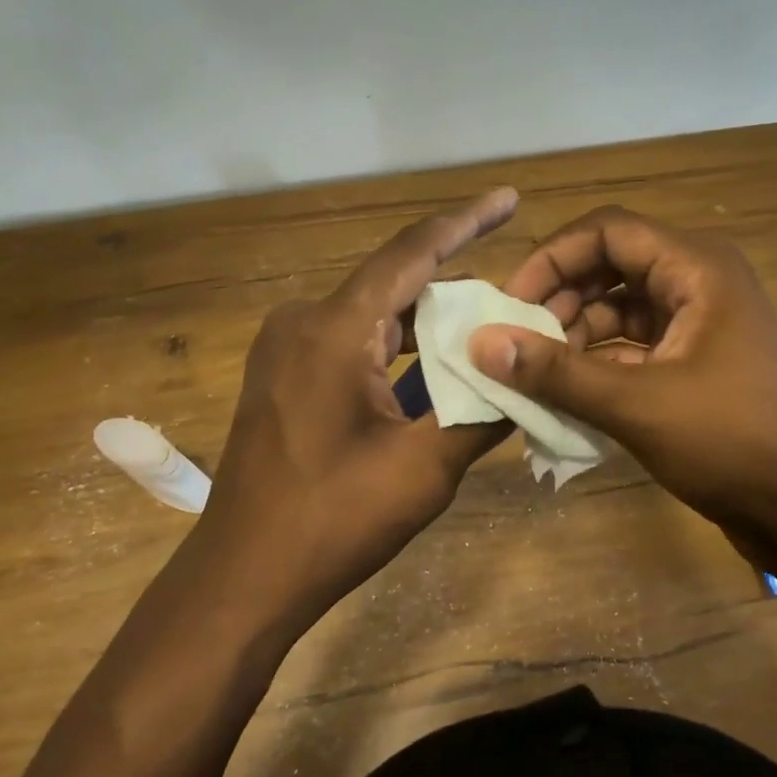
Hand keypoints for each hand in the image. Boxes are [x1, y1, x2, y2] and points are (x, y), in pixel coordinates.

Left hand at [182, 189, 517, 637]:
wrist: (243, 577)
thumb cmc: (333, 520)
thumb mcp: (424, 469)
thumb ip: (482, 413)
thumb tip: (533, 375)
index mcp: (334, 330)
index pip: (411, 254)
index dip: (465, 222)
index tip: (507, 199)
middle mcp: (303, 322)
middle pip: (393, 284)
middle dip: (453, 286)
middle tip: (511, 298)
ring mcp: (284, 349)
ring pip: (371, 316)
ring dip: (424, 324)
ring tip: (480, 335)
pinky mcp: (281, 376)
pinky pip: (349, 342)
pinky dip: (393, 350)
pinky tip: (428, 371)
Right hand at [468, 206, 776, 559]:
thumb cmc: (734, 443)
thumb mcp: (637, 404)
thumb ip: (556, 371)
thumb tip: (480, 343)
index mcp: (696, 269)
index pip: (608, 232)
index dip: (553, 259)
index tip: (511, 303)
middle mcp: (698, 284)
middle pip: (611, 267)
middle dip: (560, 299)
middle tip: (517, 342)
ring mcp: (699, 327)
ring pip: (620, 311)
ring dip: (575, 336)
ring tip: (535, 373)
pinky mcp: (696, 366)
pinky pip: (634, 349)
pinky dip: (598, 365)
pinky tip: (565, 395)